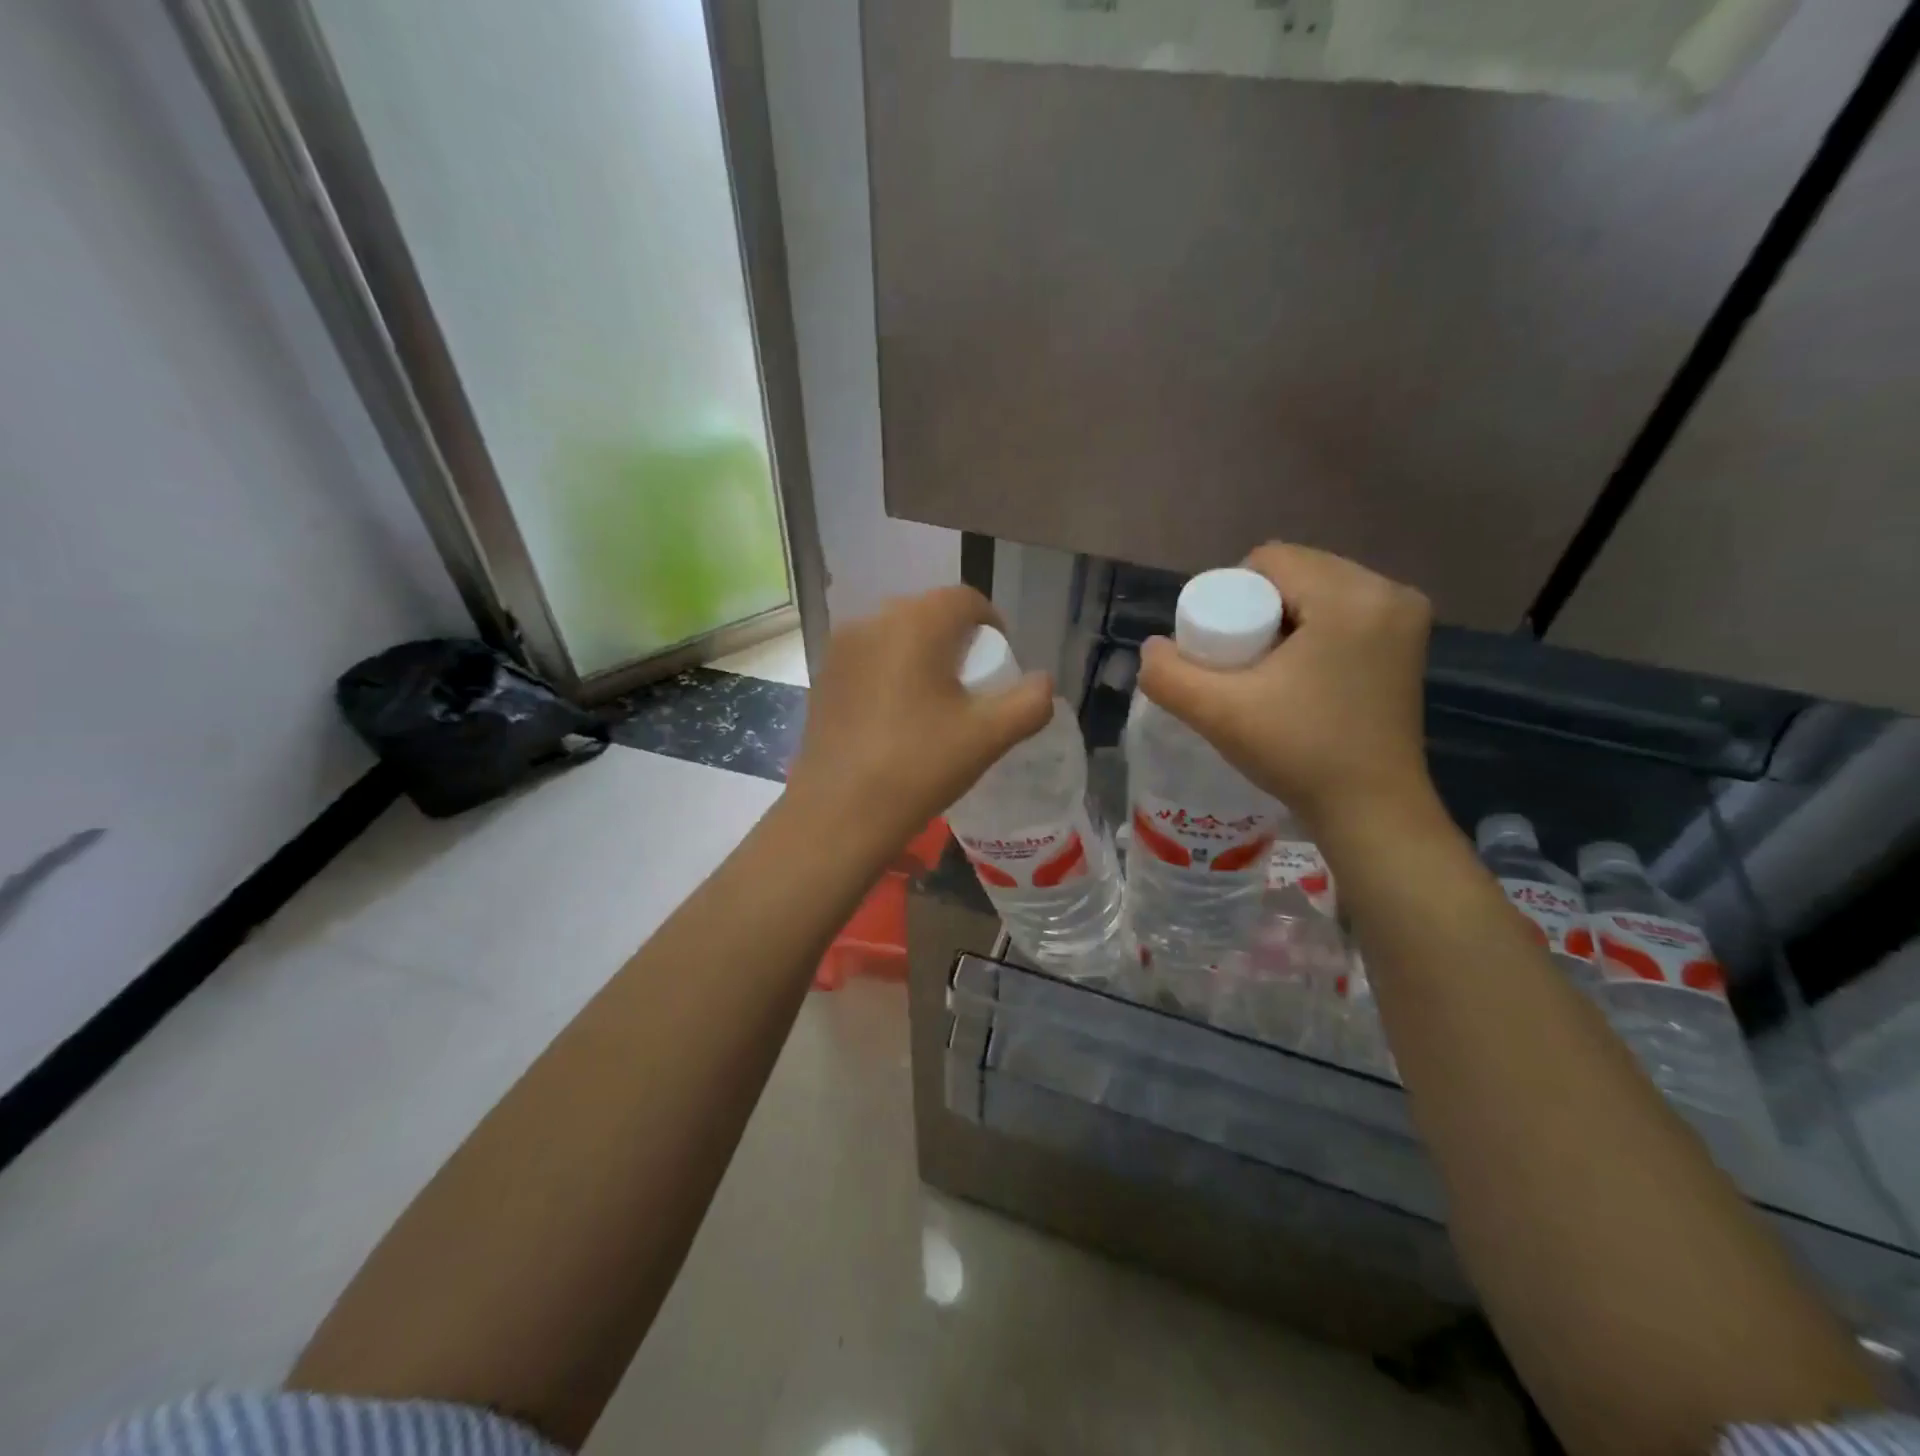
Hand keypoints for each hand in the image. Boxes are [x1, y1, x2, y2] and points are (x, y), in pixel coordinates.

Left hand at [787, 586, 1054, 852]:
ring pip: (895, 635)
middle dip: (956, 641)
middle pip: (928, 613)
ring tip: (933, 704)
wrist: (838, 813)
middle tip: (970, 687)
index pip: (965, 600)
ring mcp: (840, 648)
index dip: (992, 625)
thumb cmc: (918, 767)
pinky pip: (869, 658)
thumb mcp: (988, 738)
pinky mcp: (823, 676)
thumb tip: (1042, 683)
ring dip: (921, 656)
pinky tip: (894, 717)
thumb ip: (1029, 703)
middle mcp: (873, 621)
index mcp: (915, 623)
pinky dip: (890, 672)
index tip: (999, 666)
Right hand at [1138, 543, 1434, 832]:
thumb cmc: (1299, 754)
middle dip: (1257, 608)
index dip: (1230, 596)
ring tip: (1265, 670)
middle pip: (1295, 573)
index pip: (1268, 561)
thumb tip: (1153, 648)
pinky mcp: (1408, 642)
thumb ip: (1169, 674)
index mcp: (1350, 596)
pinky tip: (1299, 672)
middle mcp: (1387, 593)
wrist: (1371, 811)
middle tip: (1237, 663)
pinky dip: (1312, 630)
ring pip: (1318, 591)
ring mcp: (1404, 618)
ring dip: (1283, 619)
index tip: (1220, 648)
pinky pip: (1342, 612)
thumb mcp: (1219, 713)